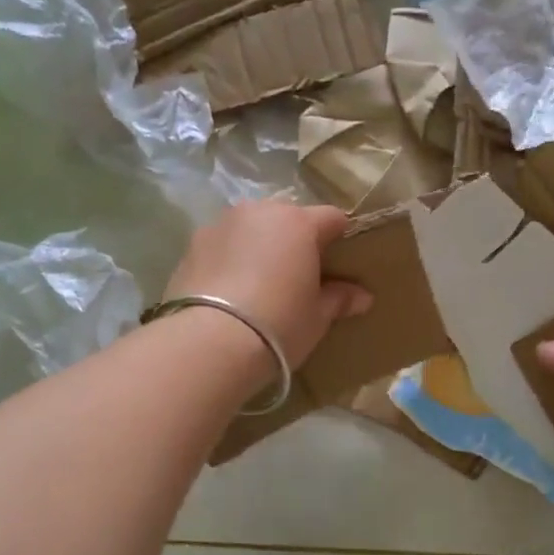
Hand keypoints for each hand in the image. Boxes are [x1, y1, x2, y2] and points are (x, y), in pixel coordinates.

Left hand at [164, 201, 371, 371]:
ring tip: (259, 284)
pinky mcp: (191, 245)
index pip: (332, 218)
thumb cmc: (278, 325)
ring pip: (251, 228)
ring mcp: (220, 224)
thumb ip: (339, 299)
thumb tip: (362, 296)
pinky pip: (222, 246)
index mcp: (298, 223)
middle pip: (287, 218)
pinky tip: (230, 292)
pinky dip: (230, 260)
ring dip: (259, 246)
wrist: (209, 343)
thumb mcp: (317, 317)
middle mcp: (258, 212)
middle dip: (296, 240)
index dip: (340, 238)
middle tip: (298, 277)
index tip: (341, 263)